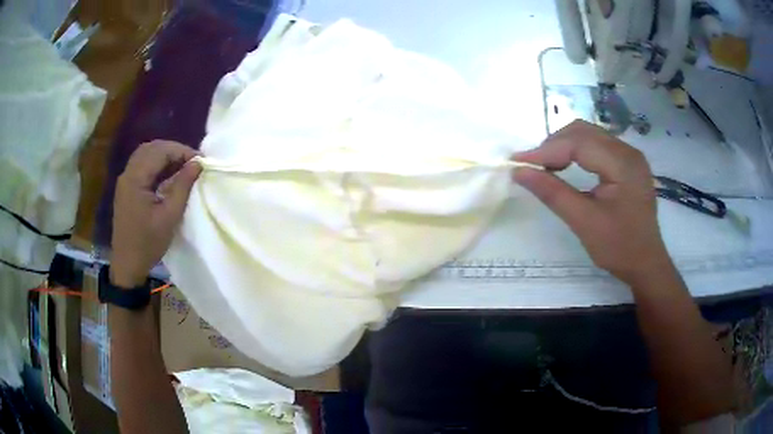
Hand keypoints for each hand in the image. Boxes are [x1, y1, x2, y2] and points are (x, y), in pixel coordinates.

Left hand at [110, 141, 200, 287]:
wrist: (127, 265)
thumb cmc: (148, 243)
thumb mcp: (169, 216)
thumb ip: (183, 186)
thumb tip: (197, 163)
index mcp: (136, 179)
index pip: (160, 151)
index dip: (181, 151)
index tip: (200, 161)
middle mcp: (128, 173)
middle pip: (152, 148)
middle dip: (173, 150)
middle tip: (192, 162)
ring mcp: (125, 180)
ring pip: (146, 155)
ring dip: (165, 156)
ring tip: (182, 167)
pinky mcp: (126, 188)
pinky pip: (142, 166)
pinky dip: (156, 165)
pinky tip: (168, 174)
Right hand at [512, 120, 671, 284]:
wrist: (646, 263)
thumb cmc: (619, 247)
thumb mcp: (584, 222)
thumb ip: (552, 193)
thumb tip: (519, 171)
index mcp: (623, 164)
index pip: (579, 143)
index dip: (547, 150)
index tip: (518, 161)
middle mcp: (628, 151)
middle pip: (583, 131)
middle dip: (554, 144)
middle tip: (533, 166)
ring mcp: (629, 155)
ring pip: (589, 135)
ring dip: (564, 146)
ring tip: (547, 166)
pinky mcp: (627, 162)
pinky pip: (597, 145)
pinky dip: (577, 151)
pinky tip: (566, 165)